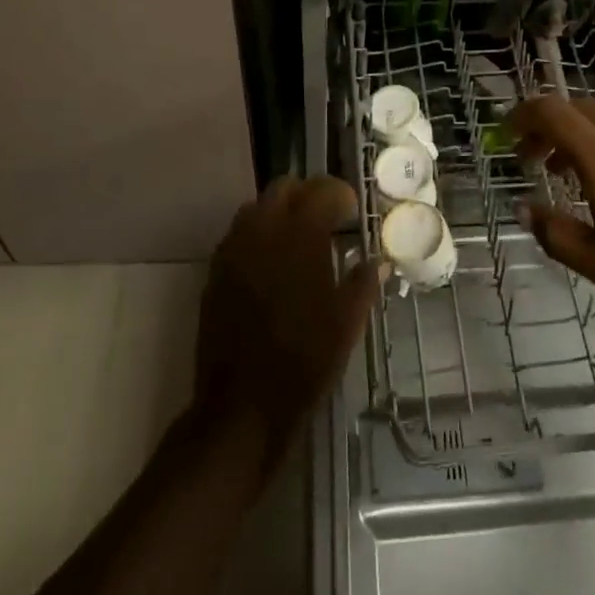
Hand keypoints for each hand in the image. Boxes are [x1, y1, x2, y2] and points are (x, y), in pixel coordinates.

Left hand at [194, 175, 379, 466]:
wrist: (242, 406)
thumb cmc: (304, 361)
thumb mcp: (347, 322)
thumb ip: (364, 282)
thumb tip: (378, 261)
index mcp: (300, 235)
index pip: (322, 191)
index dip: (341, 195)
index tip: (353, 211)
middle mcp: (263, 230)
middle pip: (284, 188)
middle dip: (307, 195)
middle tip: (327, 218)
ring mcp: (234, 250)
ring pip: (257, 207)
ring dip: (279, 212)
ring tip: (298, 239)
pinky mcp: (215, 272)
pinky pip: (238, 235)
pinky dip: (257, 236)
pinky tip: (272, 263)